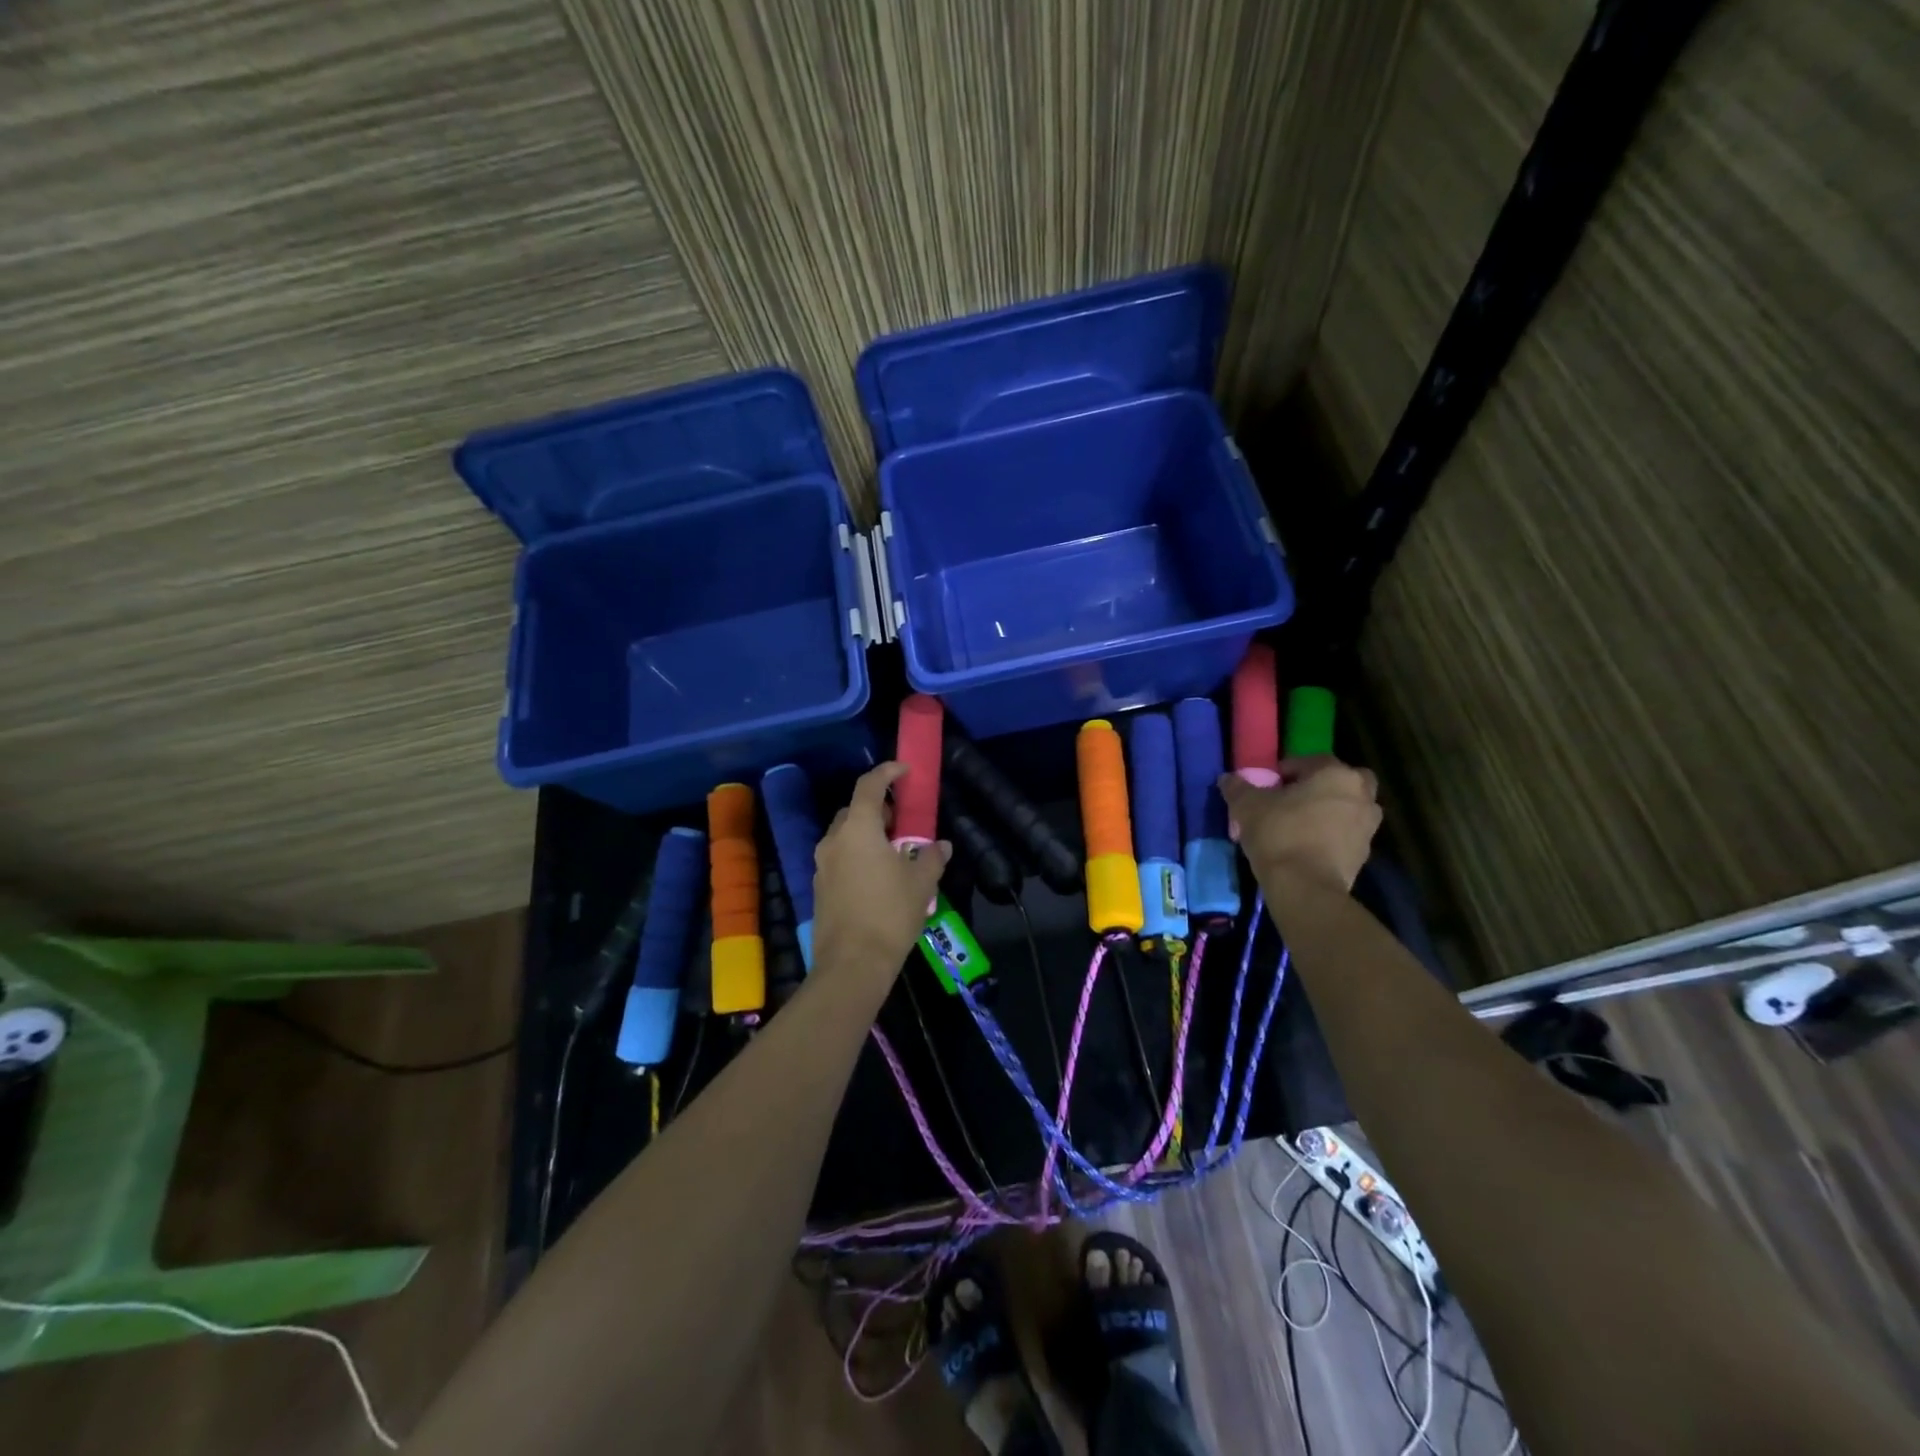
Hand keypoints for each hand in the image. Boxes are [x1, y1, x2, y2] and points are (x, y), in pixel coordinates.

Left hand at [812, 762, 951, 974]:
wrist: (852, 964)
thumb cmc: (890, 913)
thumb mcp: (921, 883)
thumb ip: (931, 857)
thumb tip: (941, 845)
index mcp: (858, 829)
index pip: (869, 786)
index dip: (887, 772)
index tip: (905, 771)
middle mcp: (834, 840)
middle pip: (854, 810)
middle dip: (878, 808)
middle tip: (902, 820)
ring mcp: (822, 865)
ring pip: (845, 836)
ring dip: (866, 834)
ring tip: (893, 851)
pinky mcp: (820, 887)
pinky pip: (840, 858)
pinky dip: (857, 856)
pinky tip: (877, 877)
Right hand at [1218, 756, 1380, 894]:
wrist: (1305, 887)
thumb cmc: (1279, 834)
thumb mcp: (1247, 806)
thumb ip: (1238, 787)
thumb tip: (1227, 778)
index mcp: (1336, 774)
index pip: (1311, 761)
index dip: (1287, 770)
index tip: (1268, 784)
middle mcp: (1361, 795)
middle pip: (1343, 780)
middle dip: (1322, 785)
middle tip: (1295, 798)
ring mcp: (1368, 826)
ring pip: (1349, 807)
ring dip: (1331, 810)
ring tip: (1301, 824)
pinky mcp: (1365, 854)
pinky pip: (1348, 834)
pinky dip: (1333, 835)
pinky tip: (1308, 845)